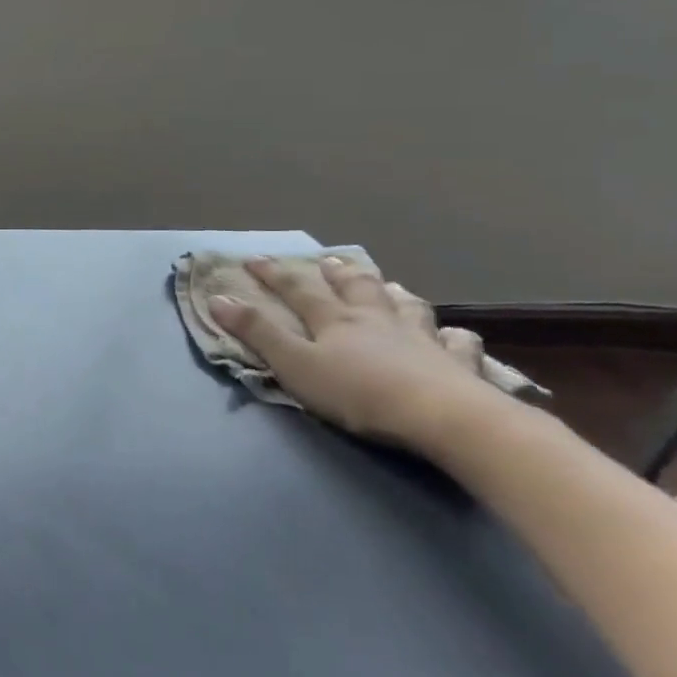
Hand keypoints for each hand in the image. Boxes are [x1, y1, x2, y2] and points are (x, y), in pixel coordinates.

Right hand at [208, 256, 491, 448]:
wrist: (443, 417)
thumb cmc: (358, 392)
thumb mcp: (294, 364)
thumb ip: (257, 333)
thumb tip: (217, 298)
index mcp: (334, 320)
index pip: (297, 289)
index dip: (273, 274)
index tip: (252, 258)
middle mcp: (376, 319)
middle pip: (355, 288)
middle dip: (337, 274)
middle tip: (329, 261)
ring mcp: (421, 338)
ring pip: (407, 306)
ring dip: (394, 294)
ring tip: (391, 287)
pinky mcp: (458, 364)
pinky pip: (458, 343)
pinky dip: (453, 336)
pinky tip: (455, 335)